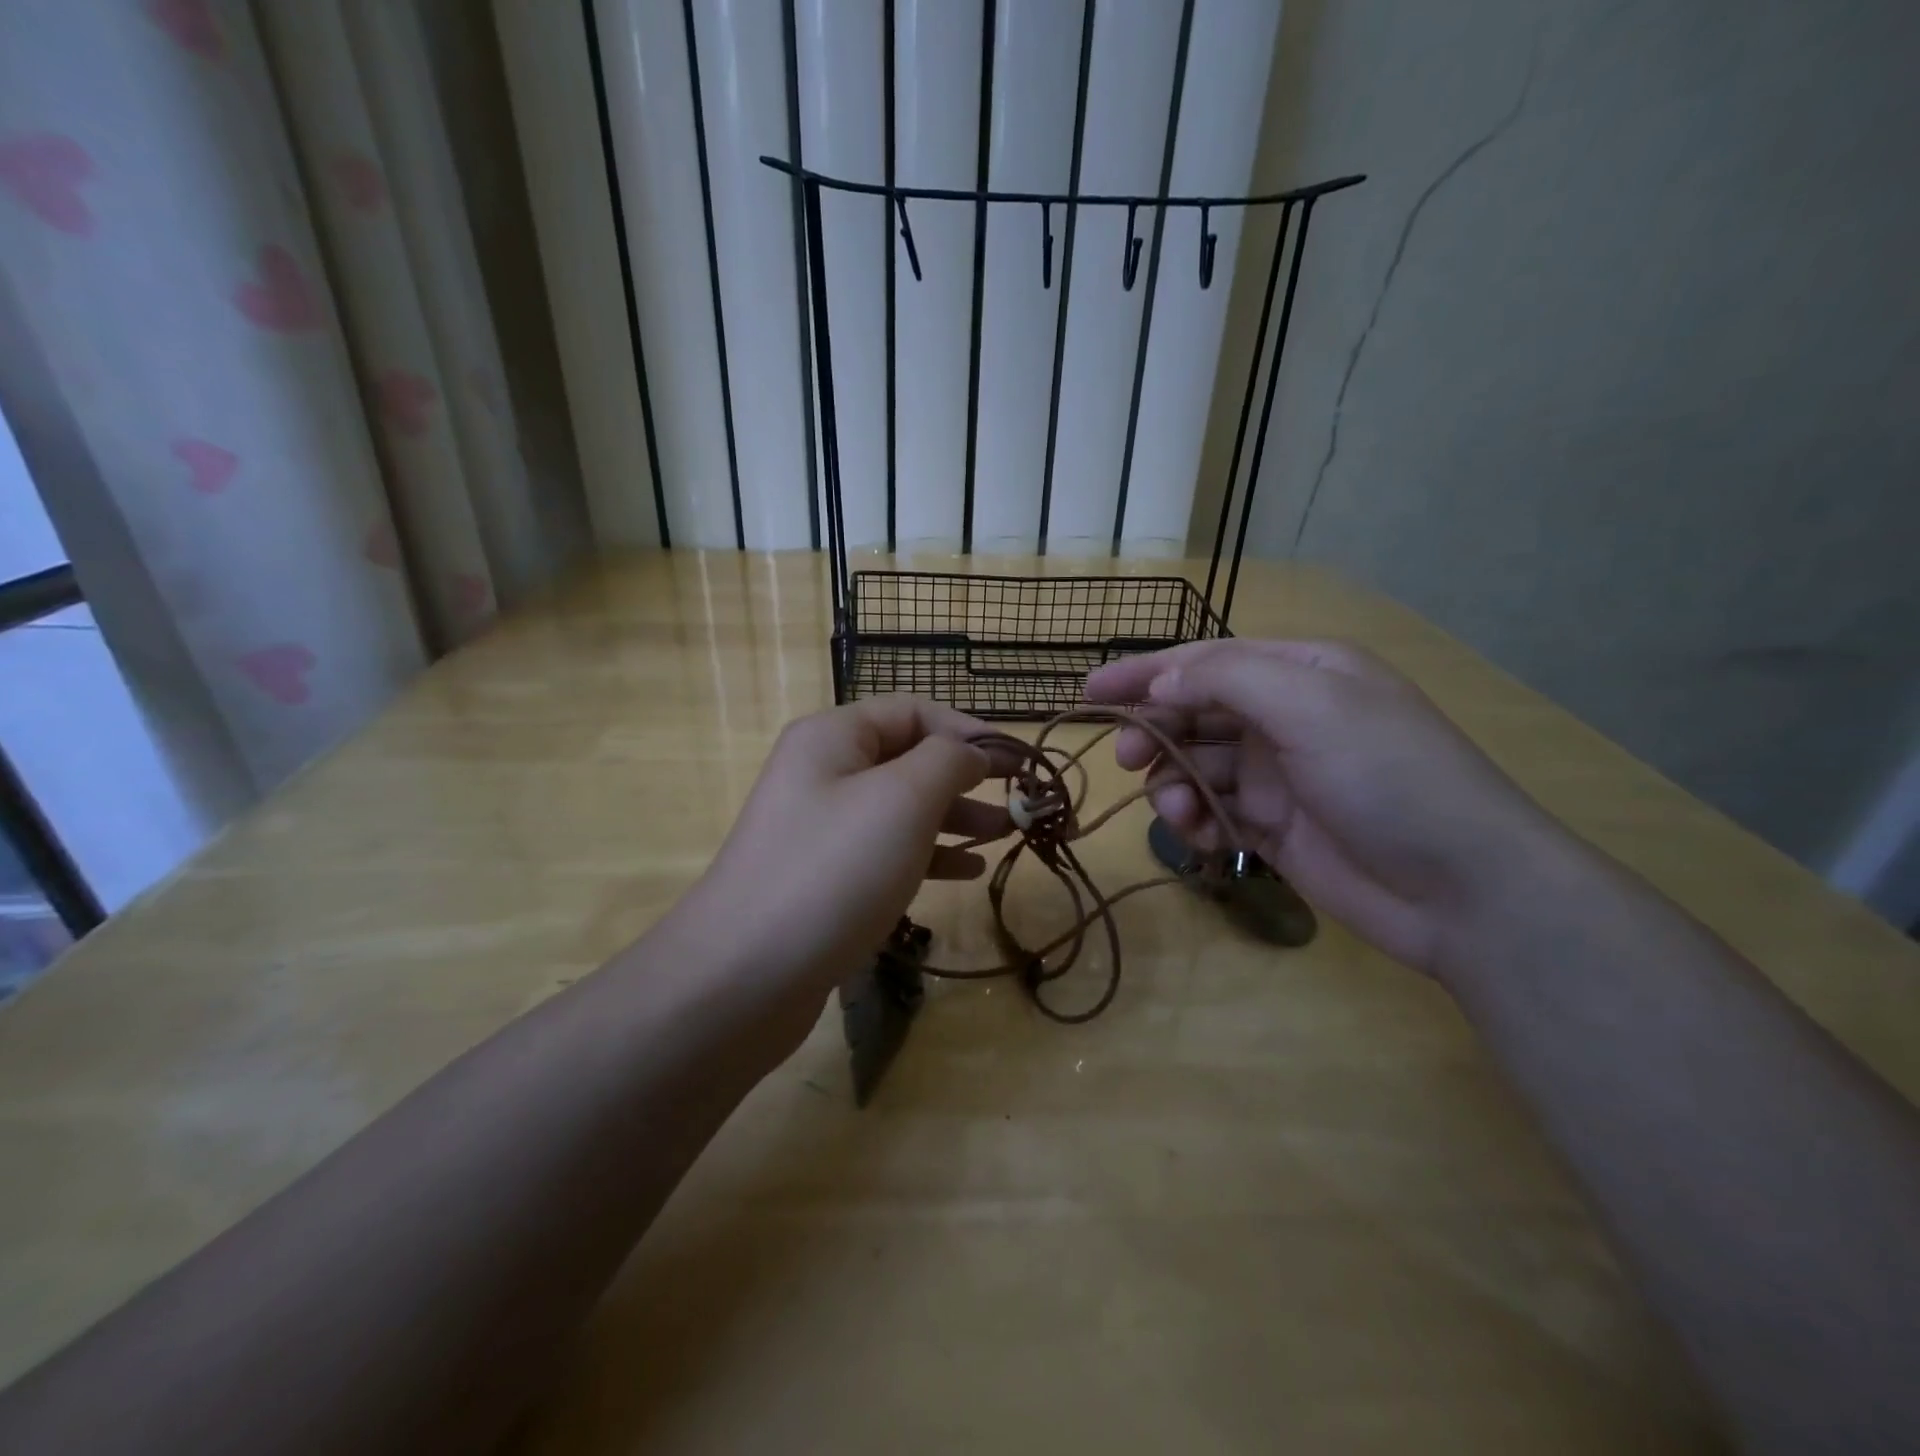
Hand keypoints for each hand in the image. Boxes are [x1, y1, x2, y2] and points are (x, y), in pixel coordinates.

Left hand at [667, 696, 1010, 1044]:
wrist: (745, 976)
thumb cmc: (835, 869)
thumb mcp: (903, 799)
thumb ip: (948, 762)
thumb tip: (971, 753)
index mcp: (834, 737)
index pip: (912, 712)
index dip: (967, 730)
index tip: (1015, 762)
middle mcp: (823, 774)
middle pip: (907, 760)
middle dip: (964, 778)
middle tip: (1017, 803)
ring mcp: (820, 829)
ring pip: (900, 809)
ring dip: (953, 817)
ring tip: (1004, 836)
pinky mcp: (824, 879)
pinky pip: (886, 852)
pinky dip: (927, 855)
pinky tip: (965, 872)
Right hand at [1083, 640, 1564, 975]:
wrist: (1462, 890)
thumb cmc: (1388, 776)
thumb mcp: (1310, 704)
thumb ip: (1225, 679)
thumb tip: (1161, 682)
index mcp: (1300, 672)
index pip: (1205, 660)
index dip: (1144, 673)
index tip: (1088, 694)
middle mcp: (1285, 717)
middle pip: (1194, 712)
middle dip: (1155, 731)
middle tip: (1124, 757)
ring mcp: (1278, 775)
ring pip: (1197, 766)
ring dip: (1174, 783)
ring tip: (1178, 811)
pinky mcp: (1273, 827)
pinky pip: (1213, 812)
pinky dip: (1196, 820)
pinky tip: (1200, 836)